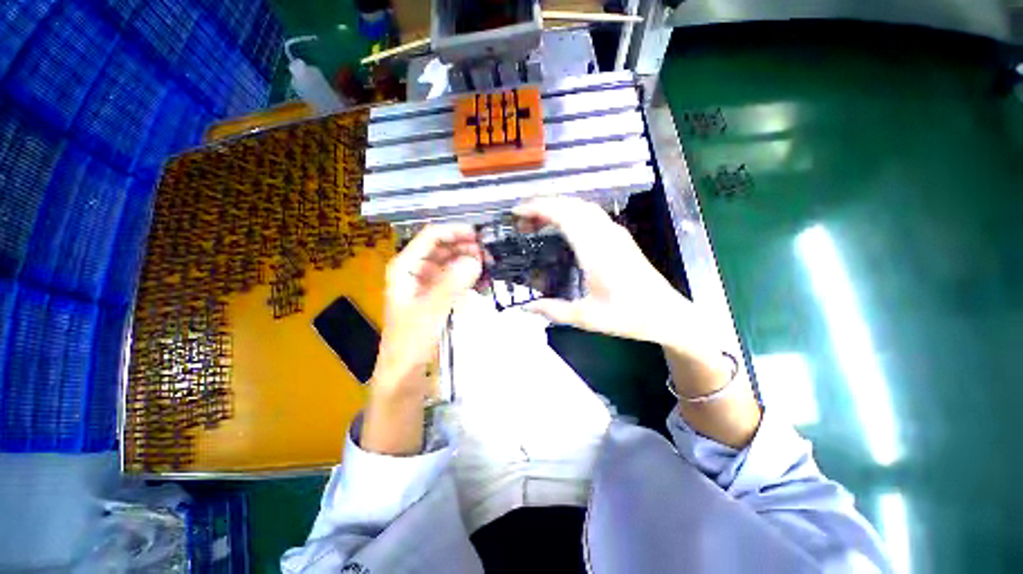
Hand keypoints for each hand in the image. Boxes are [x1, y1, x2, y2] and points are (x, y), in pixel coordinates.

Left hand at [362, 224, 481, 455]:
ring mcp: (426, 283)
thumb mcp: (431, 311)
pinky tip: (482, 282)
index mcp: (405, 267)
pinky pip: (454, 279)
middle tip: (489, 255)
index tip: (480, 236)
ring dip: (469, 262)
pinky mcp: (436, 296)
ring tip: (489, 268)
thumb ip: (453, 283)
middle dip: (465, 248)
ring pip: (450, 263)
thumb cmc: (411, 342)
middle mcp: (414, 270)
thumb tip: (476, 259)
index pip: (431, 237)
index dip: (455, 232)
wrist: (404, 373)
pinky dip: (468, 278)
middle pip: (442, 248)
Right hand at [515, 197, 759, 447]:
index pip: (564, 215)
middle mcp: (606, 235)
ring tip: (538, 220)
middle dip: (544, 205)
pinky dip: (572, 213)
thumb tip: (525, 308)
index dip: (539, 208)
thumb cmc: (628, 316)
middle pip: (572, 205)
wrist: (667, 314)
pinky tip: (564, 225)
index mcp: (596, 251)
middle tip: (523, 219)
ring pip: (583, 207)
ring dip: (559, 207)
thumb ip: (554, 311)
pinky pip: (592, 214)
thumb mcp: (587, 318)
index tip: (518, 212)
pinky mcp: (620, 238)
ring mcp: (616, 234)